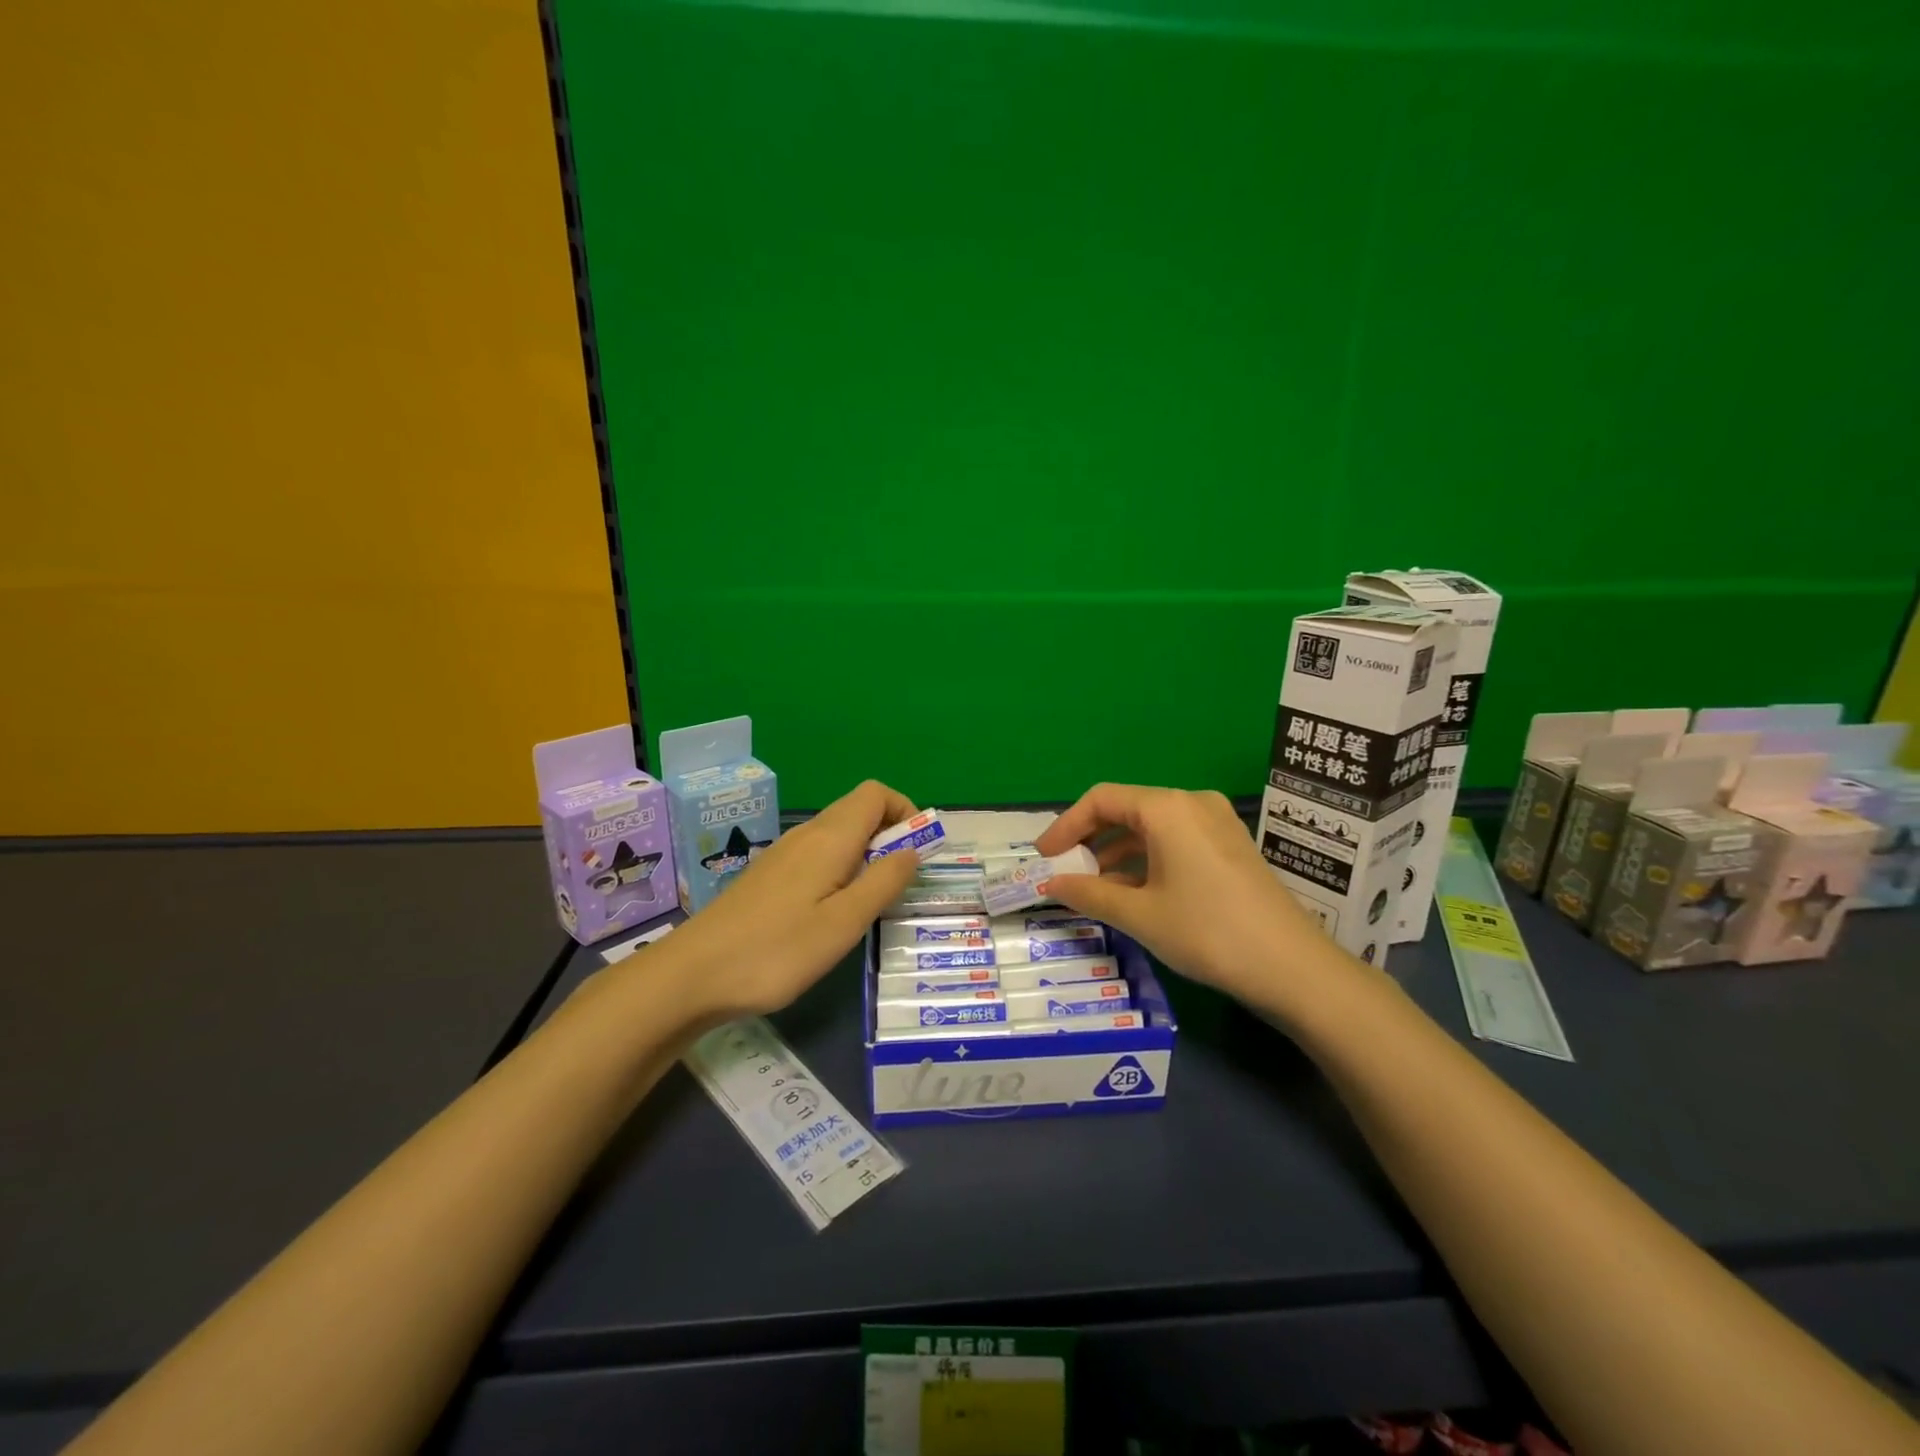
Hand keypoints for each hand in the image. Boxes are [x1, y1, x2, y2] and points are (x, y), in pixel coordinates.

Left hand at [657, 779, 924, 1020]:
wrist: (692, 975)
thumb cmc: (777, 951)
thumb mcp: (844, 923)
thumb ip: (883, 882)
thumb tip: (913, 850)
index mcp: (830, 838)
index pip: (876, 793)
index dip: (905, 811)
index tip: (918, 852)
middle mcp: (807, 835)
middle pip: (858, 810)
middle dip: (890, 835)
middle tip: (901, 884)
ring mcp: (784, 854)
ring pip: (838, 835)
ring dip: (866, 855)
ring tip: (871, 903)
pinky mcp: (769, 876)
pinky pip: (818, 855)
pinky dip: (841, 869)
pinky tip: (832, 913)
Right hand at [1032, 783, 1345, 1013]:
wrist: (1293, 967)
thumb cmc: (1207, 932)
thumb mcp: (1140, 915)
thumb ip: (1089, 893)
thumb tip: (1051, 883)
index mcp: (1167, 808)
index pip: (1101, 799)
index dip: (1066, 826)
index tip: (1043, 857)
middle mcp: (1192, 803)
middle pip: (1126, 809)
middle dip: (1091, 840)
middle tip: (1065, 871)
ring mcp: (1217, 823)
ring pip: (1151, 827)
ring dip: (1117, 853)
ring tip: (1093, 887)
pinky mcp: (1230, 846)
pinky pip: (1175, 841)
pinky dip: (1146, 860)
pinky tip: (1133, 891)